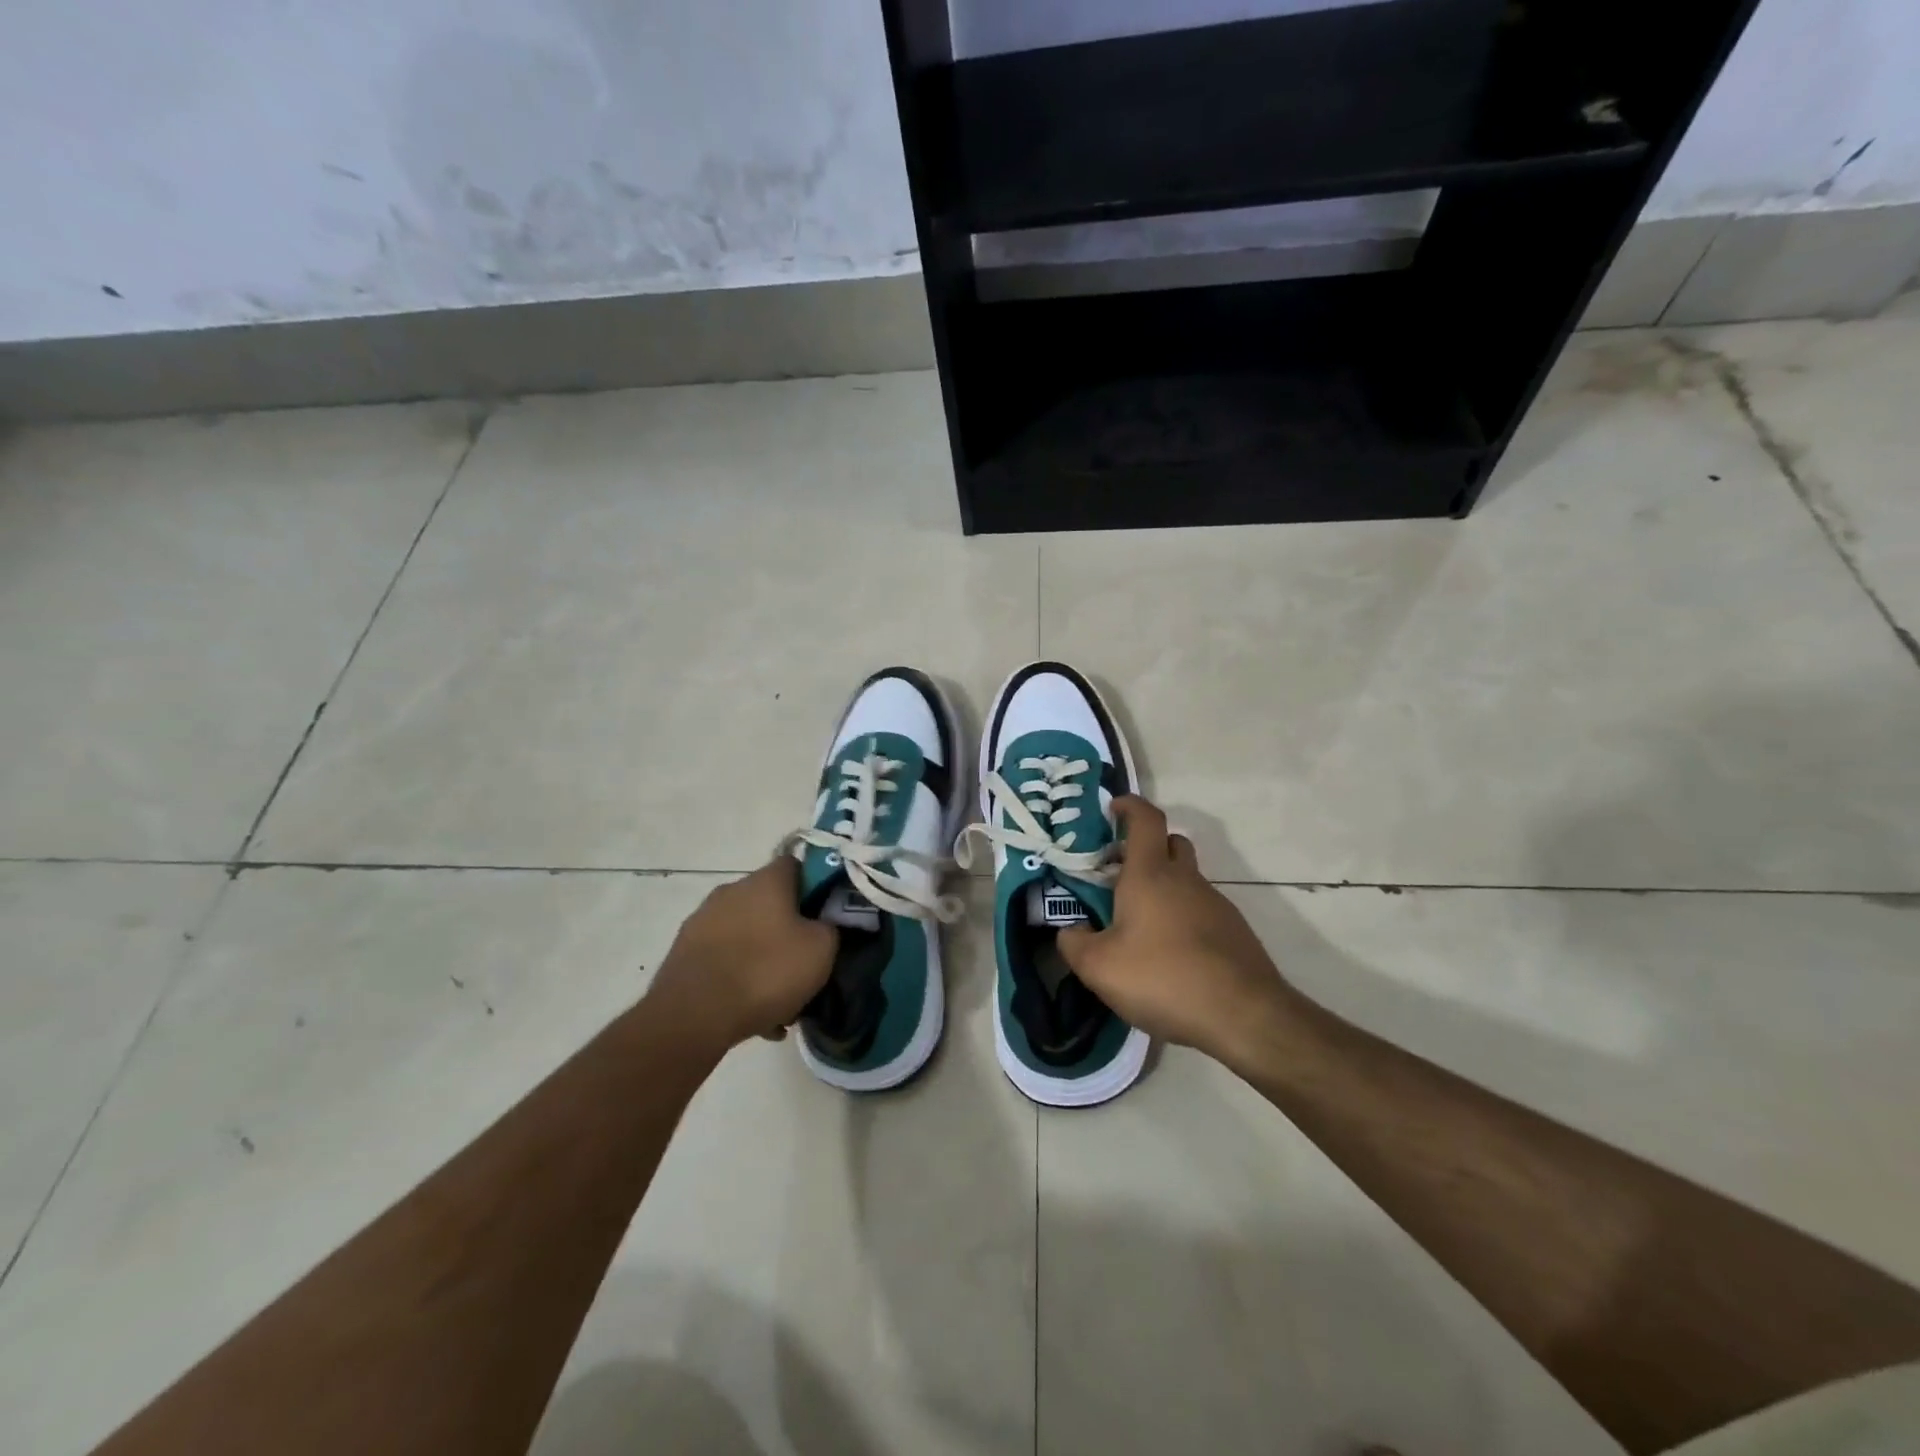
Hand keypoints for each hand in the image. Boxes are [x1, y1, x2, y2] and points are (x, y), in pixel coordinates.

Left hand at [644, 857, 836, 1054]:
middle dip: (788, 928)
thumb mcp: (821, 950)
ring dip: (763, 958)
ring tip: (780, 1000)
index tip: (827, 914)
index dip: (816, 886)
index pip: (797, 865)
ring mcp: (702, 921)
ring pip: (746, 935)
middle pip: (770, 902)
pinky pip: (724, 960)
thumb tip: (824, 924)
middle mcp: (731, 890)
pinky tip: (754, 1016)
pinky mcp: (683, 953)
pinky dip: (739, 980)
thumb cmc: (766, 972)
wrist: (693, 1016)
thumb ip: (831, 928)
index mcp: (765, 880)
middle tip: (805, 961)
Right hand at [1058, 797, 1290, 1067]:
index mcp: (1150, 874)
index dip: (1130, 805)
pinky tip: (1169, 954)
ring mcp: (1215, 904)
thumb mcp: (1099, 967)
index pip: (1145, 819)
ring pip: (1186, 878)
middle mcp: (1185, 879)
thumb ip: (1074, 943)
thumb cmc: (1163, 978)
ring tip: (1138, 924)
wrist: (1243, 1016)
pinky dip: (1181, 917)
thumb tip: (1070, 930)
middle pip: (1170, 843)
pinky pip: (1200, 909)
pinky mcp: (1233, 931)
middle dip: (1146, 847)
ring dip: (1163, 887)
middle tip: (1119, 871)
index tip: (1112, 808)